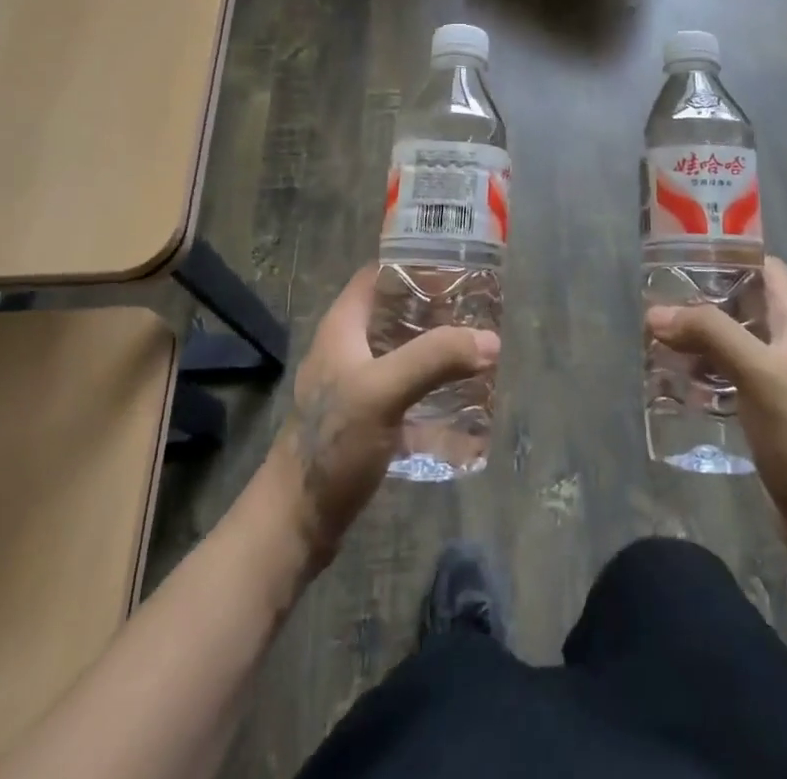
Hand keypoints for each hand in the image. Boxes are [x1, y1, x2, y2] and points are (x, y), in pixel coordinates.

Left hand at [260, 264, 499, 569]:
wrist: (296, 523)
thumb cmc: (332, 444)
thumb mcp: (383, 392)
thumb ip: (434, 359)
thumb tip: (490, 340)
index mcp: (343, 327)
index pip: (379, 274)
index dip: (415, 263)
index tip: (459, 265)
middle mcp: (349, 348)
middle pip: (397, 312)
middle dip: (437, 309)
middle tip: (480, 309)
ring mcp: (358, 385)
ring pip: (404, 351)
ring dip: (438, 349)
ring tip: (480, 349)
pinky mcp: (368, 418)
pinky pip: (408, 390)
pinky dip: (433, 388)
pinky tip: (465, 399)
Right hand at [647, 256, 786, 554]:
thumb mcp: (756, 371)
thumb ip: (709, 333)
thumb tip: (656, 313)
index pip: (765, 267)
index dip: (730, 255)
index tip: (685, 256)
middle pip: (743, 304)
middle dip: (703, 300)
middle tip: (660, 302)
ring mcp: (781, 379)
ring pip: (734, 342)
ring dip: (700, 338)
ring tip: (658, 339)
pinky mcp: (769, 411)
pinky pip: (731, 377)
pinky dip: (705, 372)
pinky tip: (677, 382)